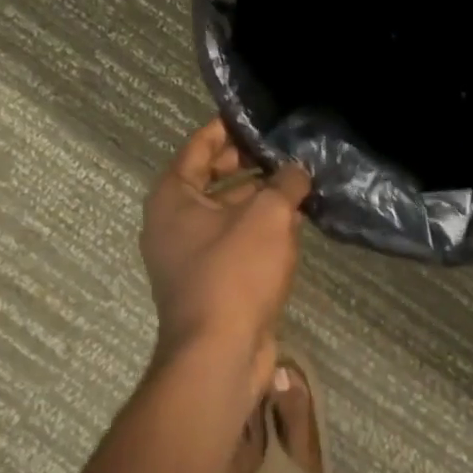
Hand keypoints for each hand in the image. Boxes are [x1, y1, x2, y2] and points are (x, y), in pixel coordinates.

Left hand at [141, 120, 312, 395]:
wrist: (220, 356)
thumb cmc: (235, 272)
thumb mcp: (268, 215)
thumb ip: (285, 183)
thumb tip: (297, 170)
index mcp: (173, 197)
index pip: (199, 146)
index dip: (227, 127)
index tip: (256, 116)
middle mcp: (173, 222)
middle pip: (212, 177)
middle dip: (249, 163)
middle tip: (285, 148)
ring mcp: (190, 255)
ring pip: (228, 211)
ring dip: (260, 197)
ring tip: (299, 181)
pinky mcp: (210, 281)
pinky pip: (235, 241)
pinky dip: (260, 228)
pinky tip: (294, 222)